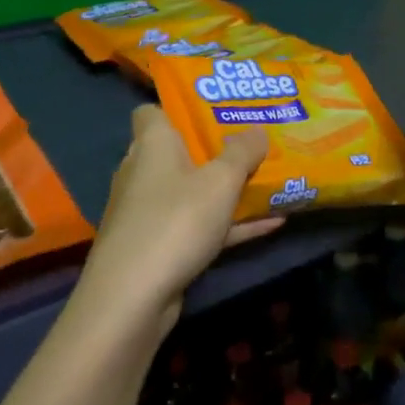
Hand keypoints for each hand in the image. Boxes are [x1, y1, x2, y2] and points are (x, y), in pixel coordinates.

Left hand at [75, 105, 282, 335]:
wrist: (132, 297)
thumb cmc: (176, 221)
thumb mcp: (220, 182)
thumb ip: (242, 152)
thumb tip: (256, 128)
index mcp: (152, 144)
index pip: (151, 111)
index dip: (179, 107)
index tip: (214, 108)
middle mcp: (143, 172)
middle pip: (178, 151)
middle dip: (215, 148)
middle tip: (253, 142)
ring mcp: (148, 212)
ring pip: (192, 191)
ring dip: (226, 189)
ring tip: (268, 180)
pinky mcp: (157, 246)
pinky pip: (198, 225)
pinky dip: (228, 224)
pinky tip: (271, 224)